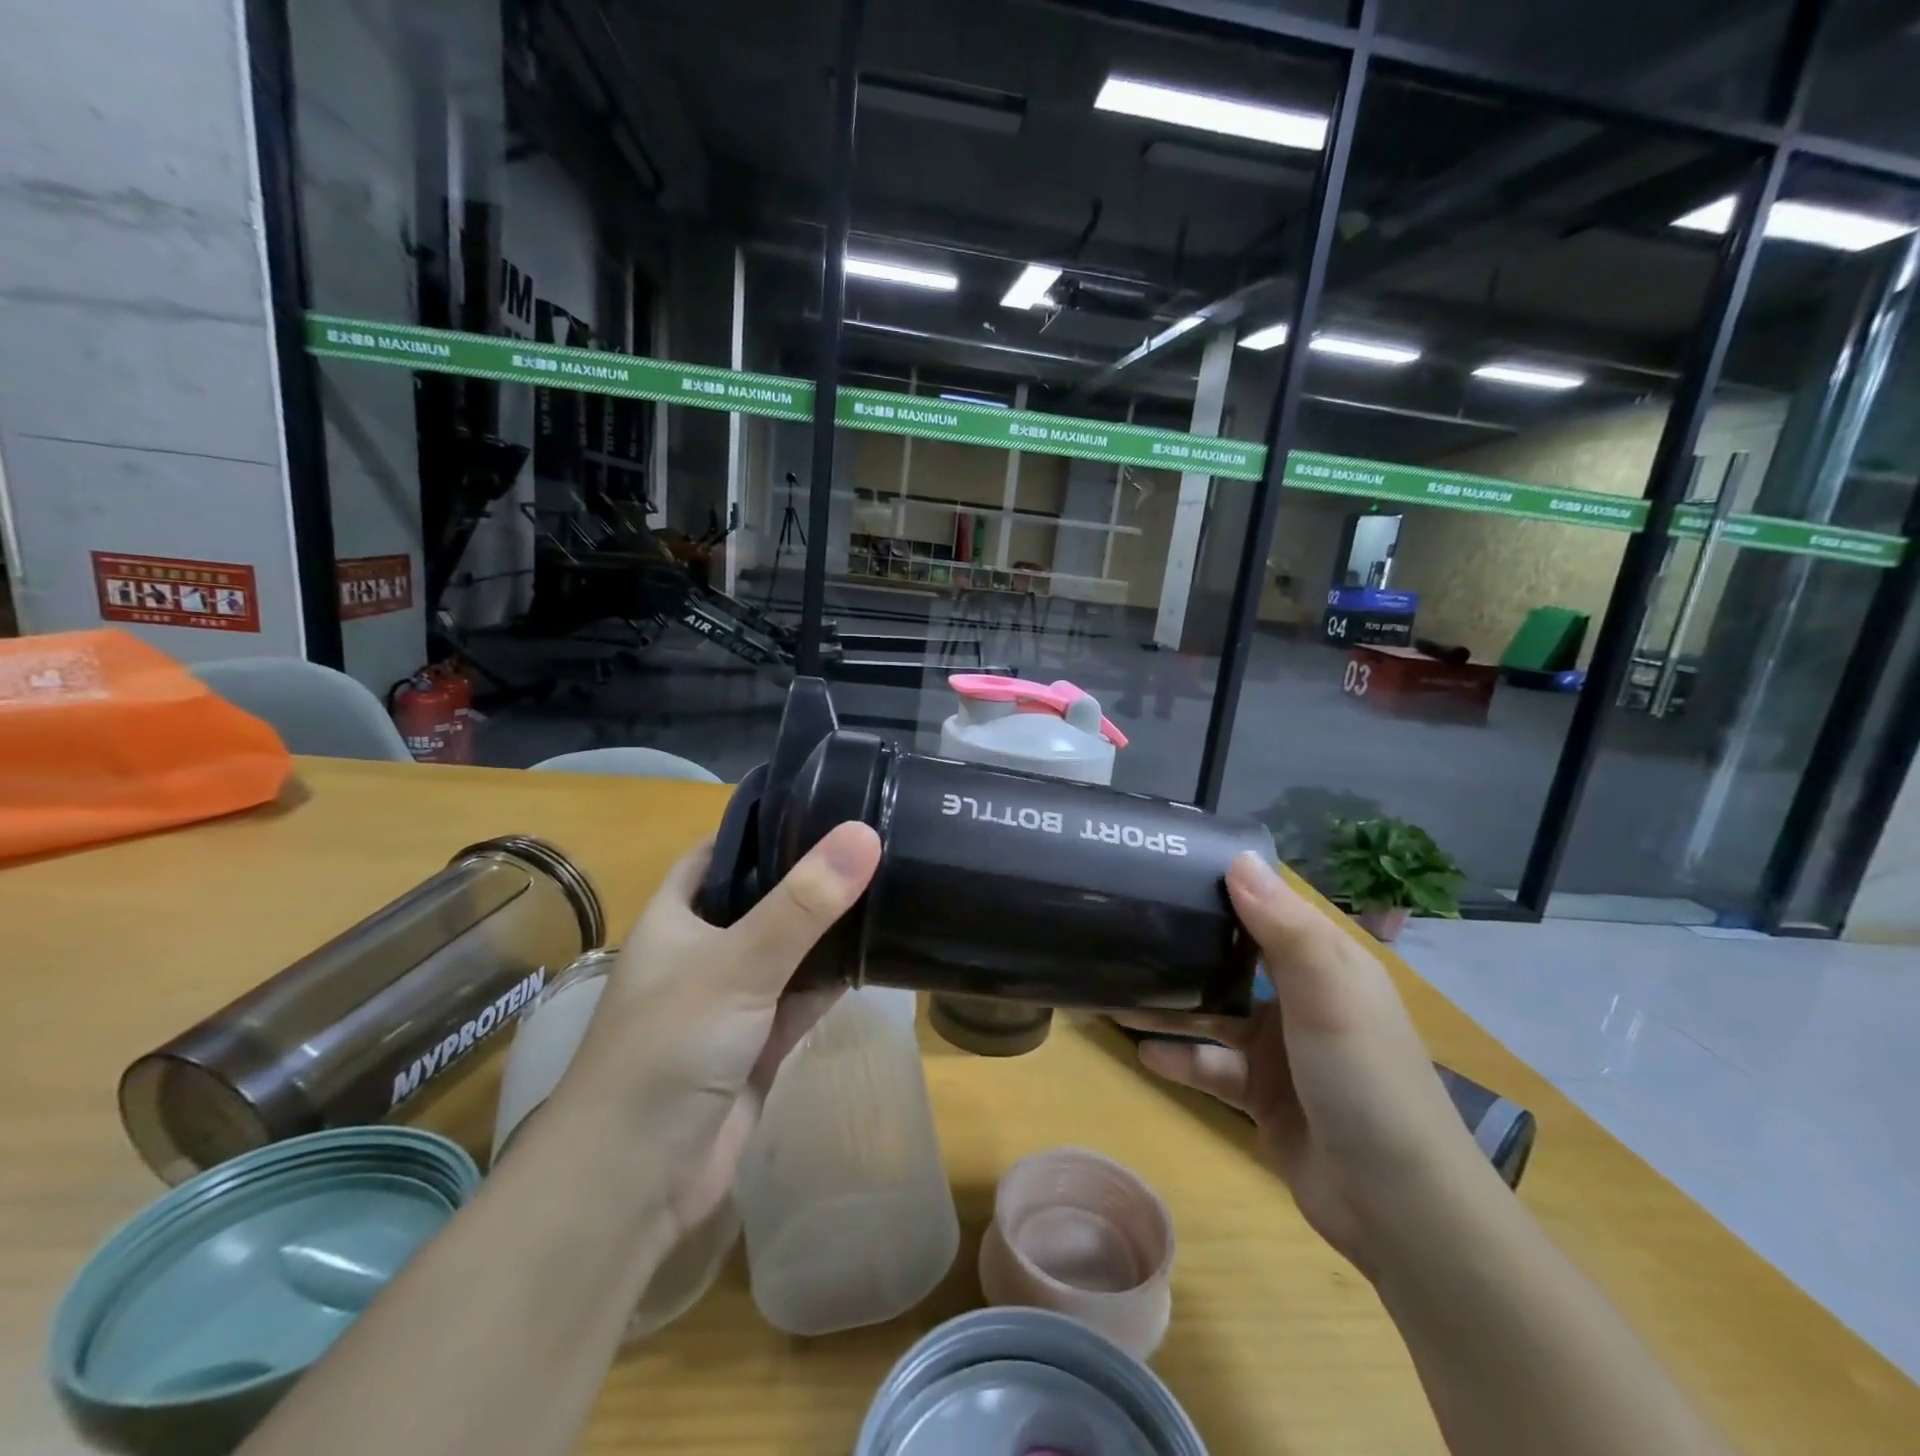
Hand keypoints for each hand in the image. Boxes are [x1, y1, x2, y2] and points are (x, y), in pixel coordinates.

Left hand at [546, 821, 880, 1237]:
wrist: (636, 1183)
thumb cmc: (669, 1050)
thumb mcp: (737, 964)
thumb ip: (803, 903)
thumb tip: (864, 833)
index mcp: (676, 917)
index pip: (720, 851)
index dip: (764, 825)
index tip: (825, 801)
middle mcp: (702, 951)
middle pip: (762, 898)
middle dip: (810, 876)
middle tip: (874, 840)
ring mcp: (732, 1000)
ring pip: (788, 950)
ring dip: (827, 929)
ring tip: (888, 884)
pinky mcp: (758, 1044)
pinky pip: (802, 998)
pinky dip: (832, 979)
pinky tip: (876, 953)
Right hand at [1117, 853, 1493, 1276]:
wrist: (1399, 1208)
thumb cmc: (1366, 1080)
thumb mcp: (1328, 993)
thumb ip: (1282, 926)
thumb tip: (1236, 857)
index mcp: (1325, 963)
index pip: (1267, 909)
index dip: (1222, 888)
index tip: (1164, 868)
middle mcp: (1301, 998)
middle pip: (1232, 961)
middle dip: (1183, 948)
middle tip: (1124, 927)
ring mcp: (1280, 1050)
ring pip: (1212, 1015)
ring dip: (1169, 1006)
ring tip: (1113, 991)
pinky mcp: (1262, 1095)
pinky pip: (1211, 1066)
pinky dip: (1180, 1058)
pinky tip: (1143, 1053)